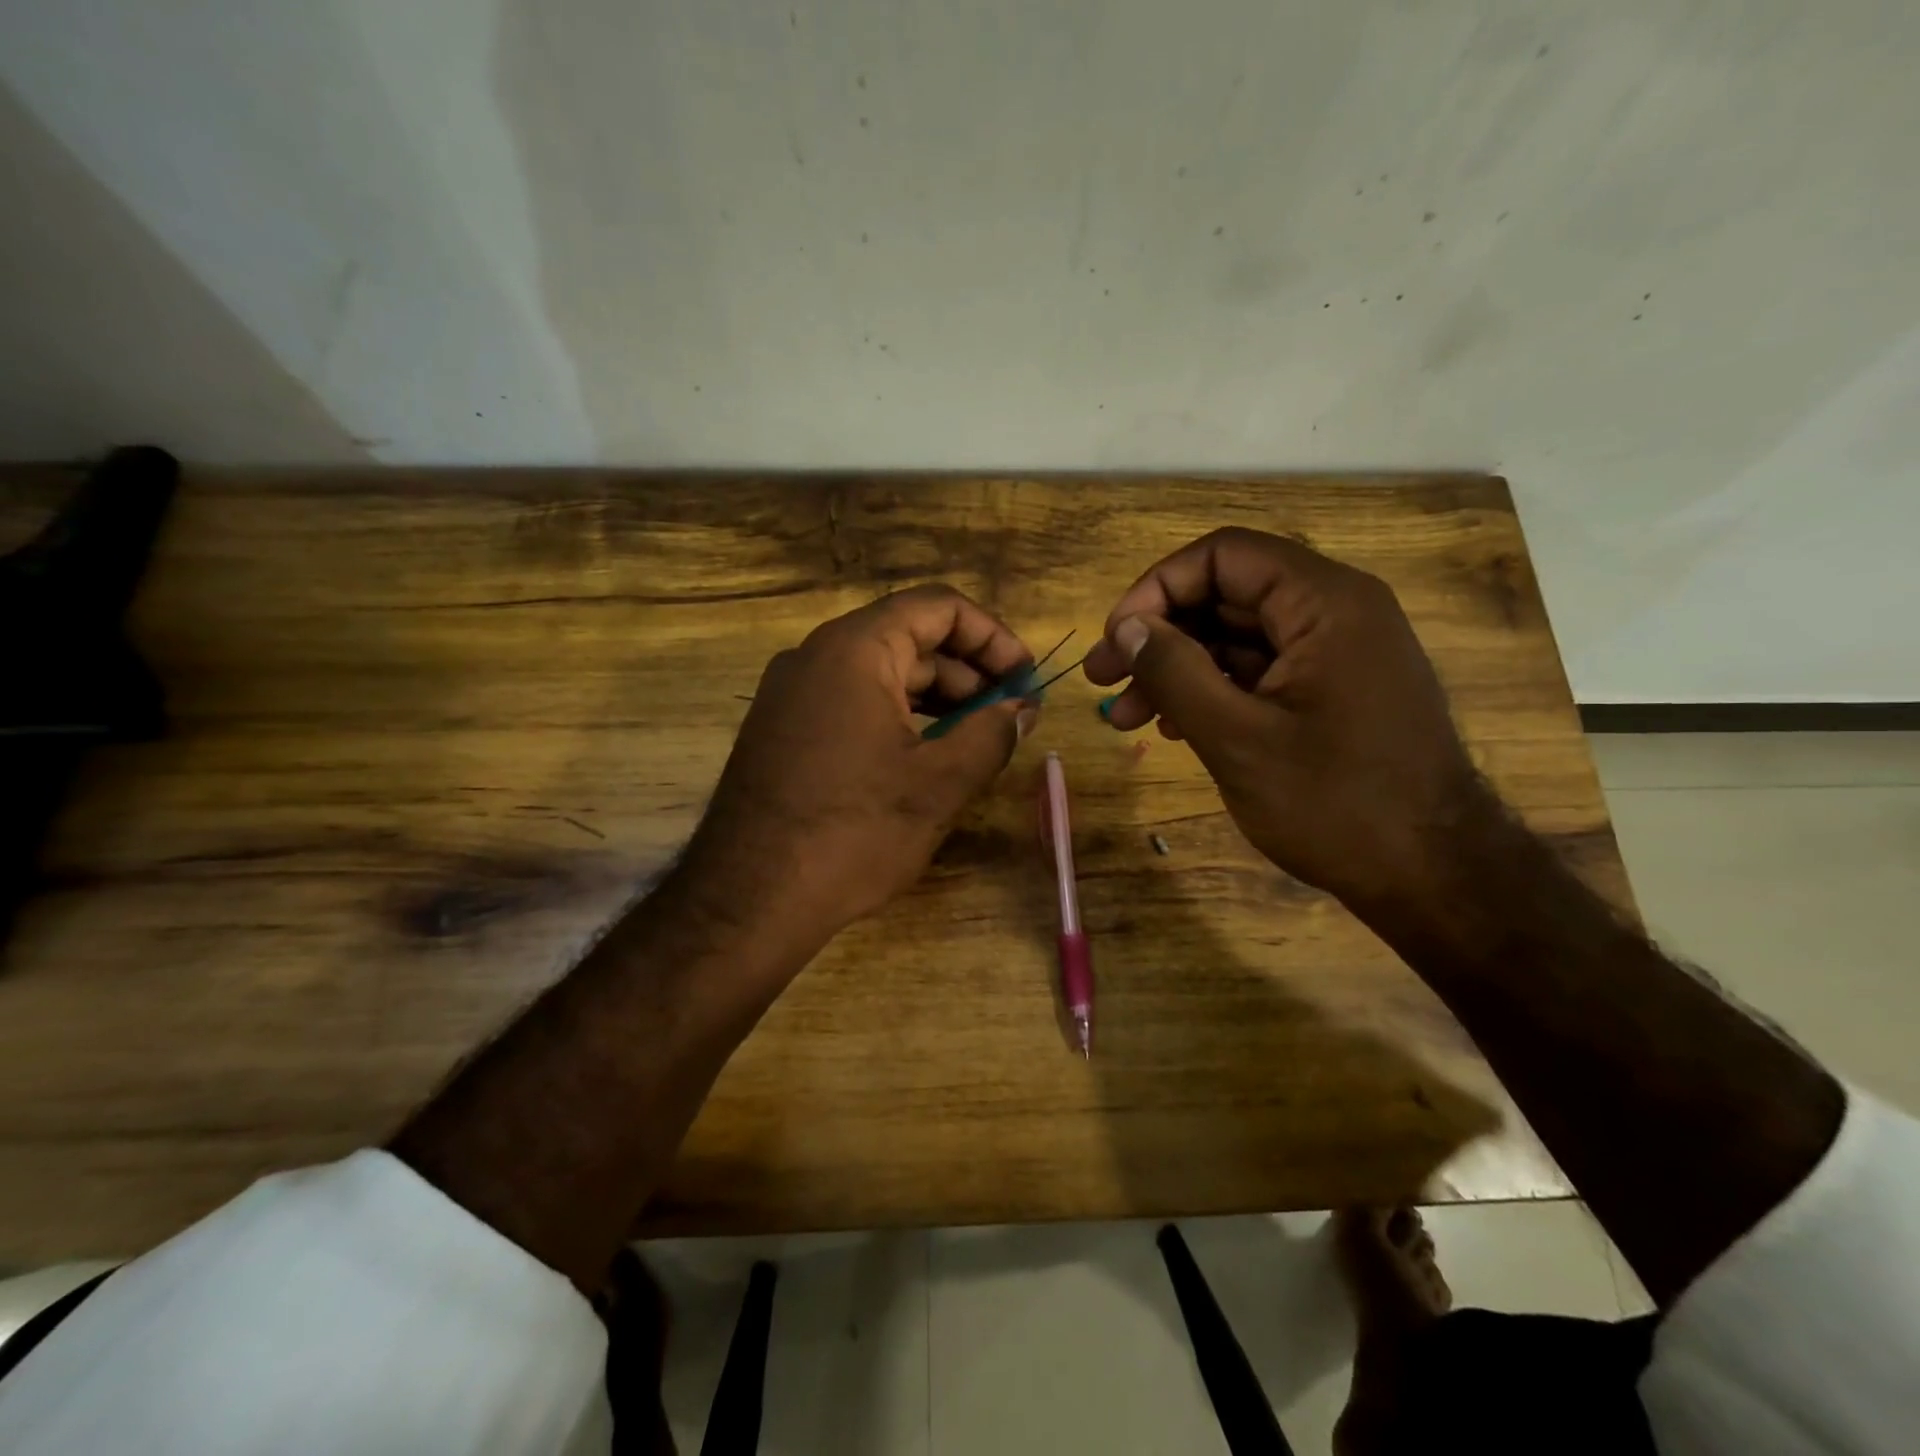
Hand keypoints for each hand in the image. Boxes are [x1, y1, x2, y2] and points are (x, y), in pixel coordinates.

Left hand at [679, 585, 1037, 950]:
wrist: (749, 900)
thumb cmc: (853, 831)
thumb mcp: (939, 783)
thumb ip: (992, 734)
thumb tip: (1021, 710)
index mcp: (855, 649)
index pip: (938, 606)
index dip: (992, 636)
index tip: (1024, 680)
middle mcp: (816, 656)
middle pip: (910, 637)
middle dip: (968, 672)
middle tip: (1009, 716)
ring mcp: (792, 693)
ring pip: (881, 674)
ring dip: (936, 699)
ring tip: (975, 739)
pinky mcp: (783, 729)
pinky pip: (853, 703)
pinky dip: (897, 718)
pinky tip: (925, 757)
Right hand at [1083, 528, 1478, 907]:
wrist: (1433, 877)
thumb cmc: (1336, 805)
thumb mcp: (1238, 739)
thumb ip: (1175, 673)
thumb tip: (1126, 628)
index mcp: (1324, 603)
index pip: (1222, 556)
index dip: (1157, 589)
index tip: (1117, 640)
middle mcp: (1335, 611)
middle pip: (1225, 594)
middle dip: (1158, 634)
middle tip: (1103, 680)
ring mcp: (1336, 653)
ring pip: (1236, 637)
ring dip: (1177, 669)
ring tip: (1125, 717)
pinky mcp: (1332, 691)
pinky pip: (1259, 671)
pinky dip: (1211, 691)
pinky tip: (1173, 727)